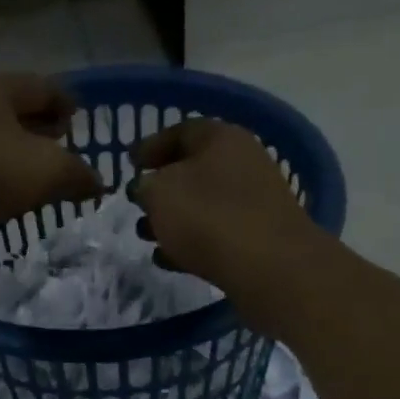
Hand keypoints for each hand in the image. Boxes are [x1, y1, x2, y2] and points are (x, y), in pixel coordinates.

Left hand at [0, 73, 105, 243]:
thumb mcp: (43, 172)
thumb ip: (76, 175)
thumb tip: (97, 184)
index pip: (46, 87)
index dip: (69, 104)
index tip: (81, 124)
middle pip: (16, 106)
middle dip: (41, 127)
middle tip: (60, 149)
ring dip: (14, 150)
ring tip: (32, 175)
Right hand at [131, 119, 322, 332]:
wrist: (270, 267)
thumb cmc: (207, 217)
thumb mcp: (160, 192)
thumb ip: (146, 185)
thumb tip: (147, 188)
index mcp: (222, 138)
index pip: (181, 131)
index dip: (152, 145)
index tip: (129, 163)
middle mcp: (243, 163)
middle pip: (193, 169)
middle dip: (161, 186)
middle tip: (137, 202)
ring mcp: (254, 201)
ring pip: (202, 203)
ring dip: (172, 217)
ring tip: (145, 235)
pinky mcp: (257, 237)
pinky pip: (215, 233)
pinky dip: (190, 242)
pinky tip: (167, 259)